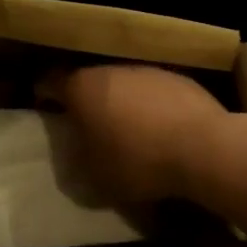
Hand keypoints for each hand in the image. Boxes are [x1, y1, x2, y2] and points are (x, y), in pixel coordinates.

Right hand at [43, 64, 235, 204]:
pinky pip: (152, 90)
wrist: (203, 147)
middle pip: (88, 80)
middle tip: (86, 125)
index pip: (49, 80)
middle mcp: (110, 69)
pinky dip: (150, 105)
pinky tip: (160, 130)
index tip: (43, 105)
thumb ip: (76, 163)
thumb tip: (74, 155)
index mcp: (81, 87)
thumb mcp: (95, 178)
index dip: (42, 92)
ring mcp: (145, 69)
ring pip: (122, 83)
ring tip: (127, 130)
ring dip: (120, 102)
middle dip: (85, 100)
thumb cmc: (138, 161)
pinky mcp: (177, 77)